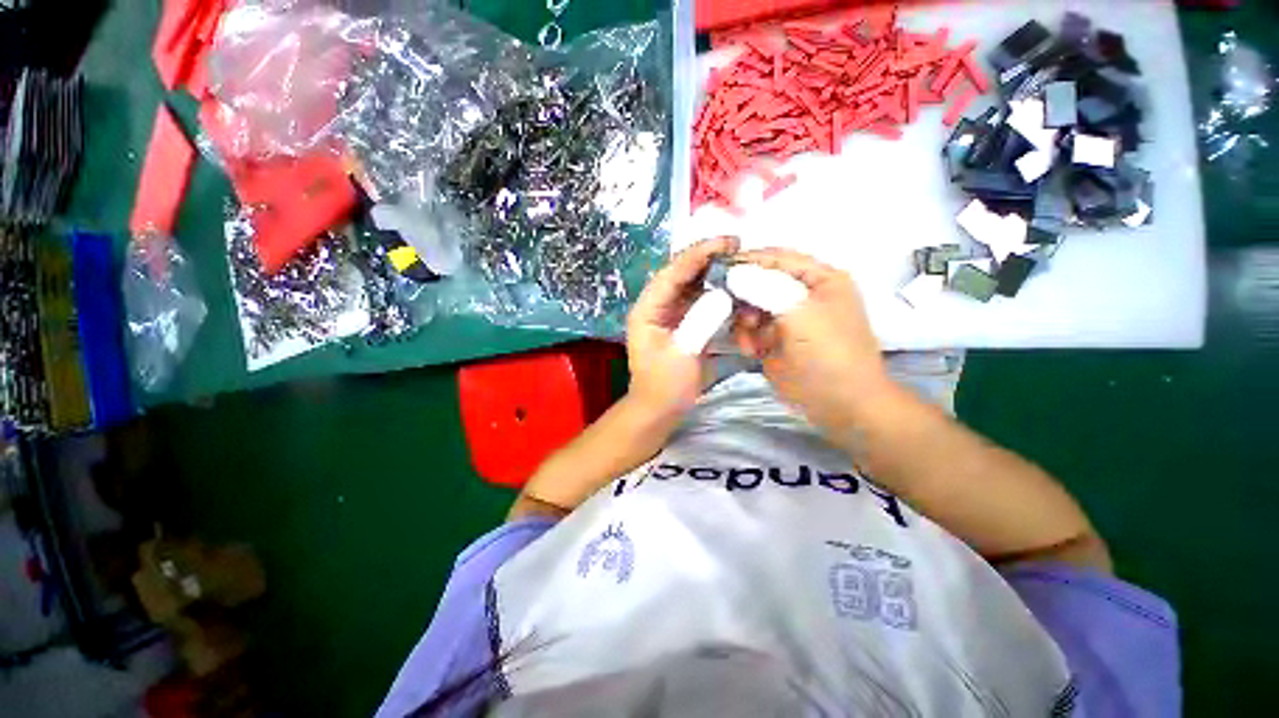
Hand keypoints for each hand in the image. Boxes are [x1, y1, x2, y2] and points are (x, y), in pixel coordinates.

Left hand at [626, 236, 739, 418]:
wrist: (660, 410)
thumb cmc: (665, 385)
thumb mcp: (683, 354)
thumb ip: (701, 321)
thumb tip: (723, 293)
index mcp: (648, 309)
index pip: (672, 273)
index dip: (698, 254)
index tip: (727, 241)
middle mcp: (656, 305)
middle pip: (682, 274)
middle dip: (708, 259)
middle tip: (738, 247)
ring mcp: (669, 314)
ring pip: (692, 285)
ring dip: (714, 273)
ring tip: (739, 262)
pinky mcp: (682, 323)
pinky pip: (699, 301)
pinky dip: (716, 293)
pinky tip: (733, 287)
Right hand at [732, 248, 893, 432]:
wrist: (841, 405)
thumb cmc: (828, 354)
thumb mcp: (800, 314)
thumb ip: (765, 288)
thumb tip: (732, 272)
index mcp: (818, 278)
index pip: (776, 258)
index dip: (746, 261)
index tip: (715, 269)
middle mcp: (801, 294)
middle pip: (759, 281)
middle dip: (741, 296)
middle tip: (727, 309)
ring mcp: (787, 319)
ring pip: (750, 307)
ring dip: (743, 321)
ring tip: (749, 339)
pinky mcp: (774, 340)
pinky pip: (750, 330)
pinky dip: (746, 338)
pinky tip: (752, 351)